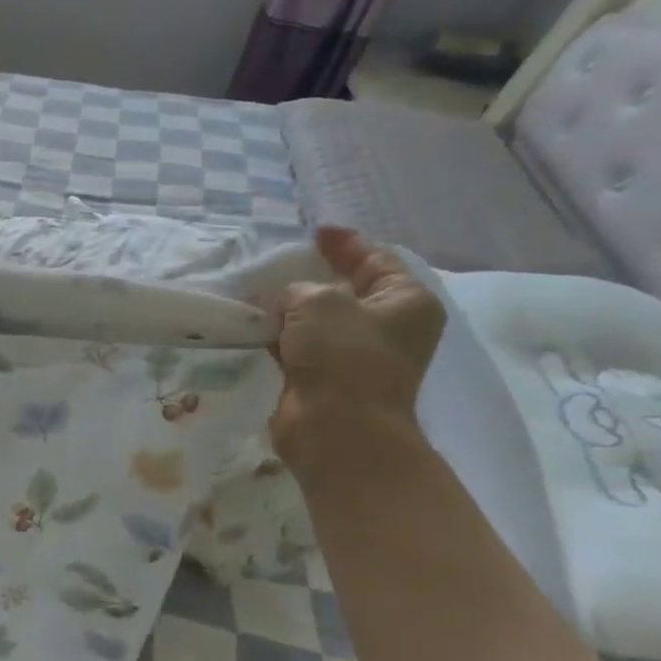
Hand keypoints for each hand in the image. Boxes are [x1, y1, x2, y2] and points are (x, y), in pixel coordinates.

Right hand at [270, 226, 445, 473]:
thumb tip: (287, 302)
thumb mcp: (318, 303)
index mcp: (406, 302)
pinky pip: (301, 346)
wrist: (336, 429)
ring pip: (319, 320)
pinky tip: (255, 325)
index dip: (345, 243)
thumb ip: (299, 289)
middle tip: (281, 261)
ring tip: (257, 292)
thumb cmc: (342, 357)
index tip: (315, 231)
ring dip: (290, 308)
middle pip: (348, 290)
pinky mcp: (327, 377)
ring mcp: (357, 355)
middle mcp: (388, 327)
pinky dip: (280, 335)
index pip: (376, 260)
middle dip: (313, 276)